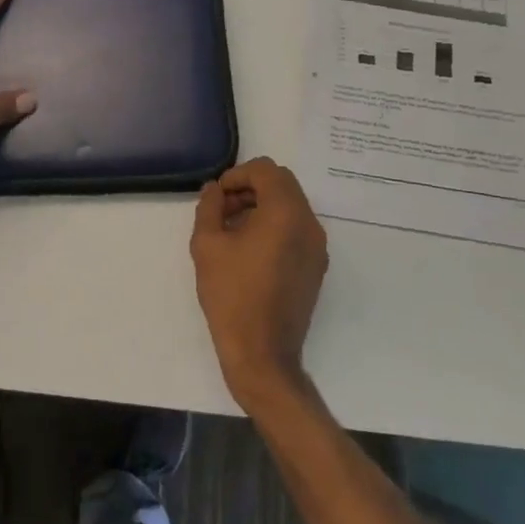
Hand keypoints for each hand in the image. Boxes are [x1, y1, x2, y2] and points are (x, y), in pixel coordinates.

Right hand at [190, 157, 329, 408]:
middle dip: (251, 187)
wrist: (262, 353)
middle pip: (282, 184)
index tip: (217, 195)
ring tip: (232, 229)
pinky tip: (249, 250)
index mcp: (286, 213)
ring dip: (262, 205)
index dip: (238, 174)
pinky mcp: (316, 266)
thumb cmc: (231, 295)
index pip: (266, 170)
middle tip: (223, 209)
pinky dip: (275, 224)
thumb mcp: (207, 245)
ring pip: (291, 205)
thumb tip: (215, 190)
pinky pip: (297, 228)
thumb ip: (210, 207)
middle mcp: (309, 223)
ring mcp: (317, 246)